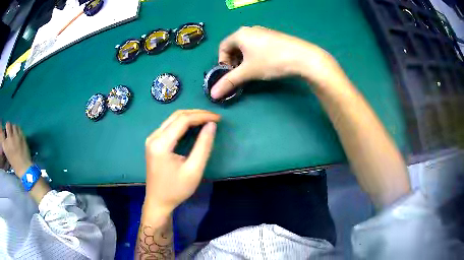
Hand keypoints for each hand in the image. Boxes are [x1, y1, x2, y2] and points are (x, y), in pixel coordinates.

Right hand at [0, 122, 31, 176]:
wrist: (24, 169)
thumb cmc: (15, 165)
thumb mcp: (7, 155)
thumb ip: (6, 144)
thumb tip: (6, 137)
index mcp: (5, 145)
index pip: (2, 132)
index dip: (4, 131)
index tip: (5, 133)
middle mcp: (9, 138)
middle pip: (8, 124)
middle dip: (9, 127)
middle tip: (10, 131)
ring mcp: (16, 136)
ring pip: (14, 125)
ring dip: (14, 128)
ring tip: (14, 133)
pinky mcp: (22, 135)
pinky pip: (19, 128)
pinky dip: (18, 130)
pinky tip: (18, 135)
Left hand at [144, 110, 219, 215]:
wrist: (158, 201)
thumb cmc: (177, 189)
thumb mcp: (194, 170)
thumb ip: (203, 145)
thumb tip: (212, 125)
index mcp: (161, 144)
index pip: (183, 120)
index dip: (202, 116)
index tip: (218, 118)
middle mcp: (153, 137)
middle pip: (176, 116)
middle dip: (197, 114)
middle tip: (214, 118)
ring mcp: (151, 139)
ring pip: (172, 119)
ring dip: (190, 117)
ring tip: (207, 120)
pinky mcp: (153, 142)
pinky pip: (169, 126)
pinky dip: (183, 123)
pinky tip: (193, 126)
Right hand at [211, 26, 339, 98]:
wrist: (302, 57)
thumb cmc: (271, 61)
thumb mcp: (248, 72)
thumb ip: (229, 81)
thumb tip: (213, 94)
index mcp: (240, 34)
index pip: (222, 47)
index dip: (222, 62)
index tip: (229, 74)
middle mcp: (250, 29)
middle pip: (234, 46)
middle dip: (234, 62)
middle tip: (240, 74)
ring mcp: (263, 32)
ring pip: (246, 46)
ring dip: (245, 60)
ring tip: (252, 71)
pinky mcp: (273, 37)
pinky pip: (258, 45)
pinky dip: (255, 55)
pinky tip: (265, 64)